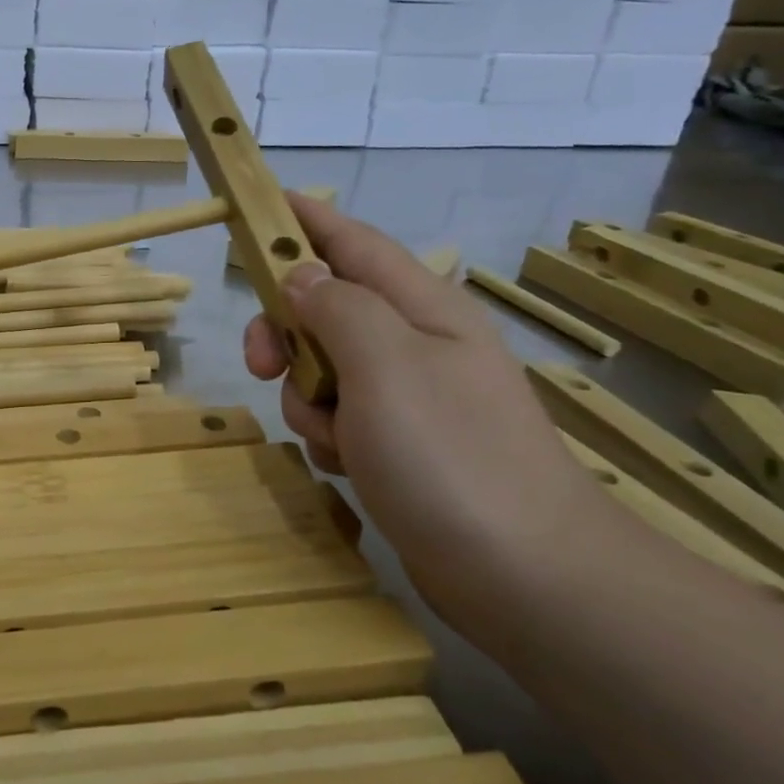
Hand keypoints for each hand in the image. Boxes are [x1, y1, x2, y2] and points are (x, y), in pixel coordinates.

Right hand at [244, 194, 598, 633]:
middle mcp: (416, 343)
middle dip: (286, 331)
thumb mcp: (384, 363)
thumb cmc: (450, 454)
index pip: (352, 242)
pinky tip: (349, 465)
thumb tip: (301, 276)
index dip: (304, 220)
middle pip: (326, 308)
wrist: (525, 577)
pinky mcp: (401, 446)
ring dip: (307, 398)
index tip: (257, 206)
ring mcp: (410, 397)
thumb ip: (336, 307)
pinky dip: (329, 436)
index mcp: (422, 307)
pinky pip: (339, 418)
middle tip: (261, 363)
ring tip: (335, 437)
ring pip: (324, 369)